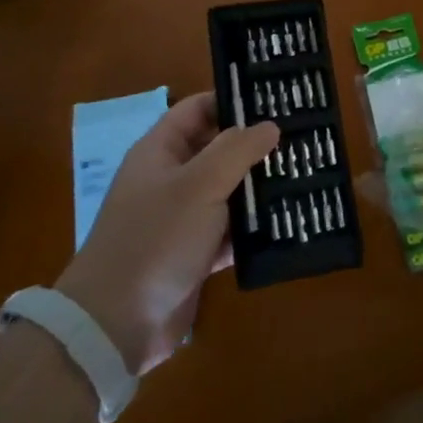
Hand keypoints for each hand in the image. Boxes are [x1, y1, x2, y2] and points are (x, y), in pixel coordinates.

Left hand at [55, 93, 276, 374]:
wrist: (116, 323)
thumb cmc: (155, 239)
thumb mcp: (199, 185)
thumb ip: (237, 150)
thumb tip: (270, 125)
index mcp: (161, 151)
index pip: (199, 109)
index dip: (233, 100)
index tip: (276, 99)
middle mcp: (171, 179)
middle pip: (219, 149)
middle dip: (256, 145)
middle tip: (303, 137)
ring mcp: (183, 217)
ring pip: (229, 191)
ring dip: (260, 187)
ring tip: (306, 173)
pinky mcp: (196, 253)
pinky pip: (232, 230)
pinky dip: (255, 227)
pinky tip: (291, 220)